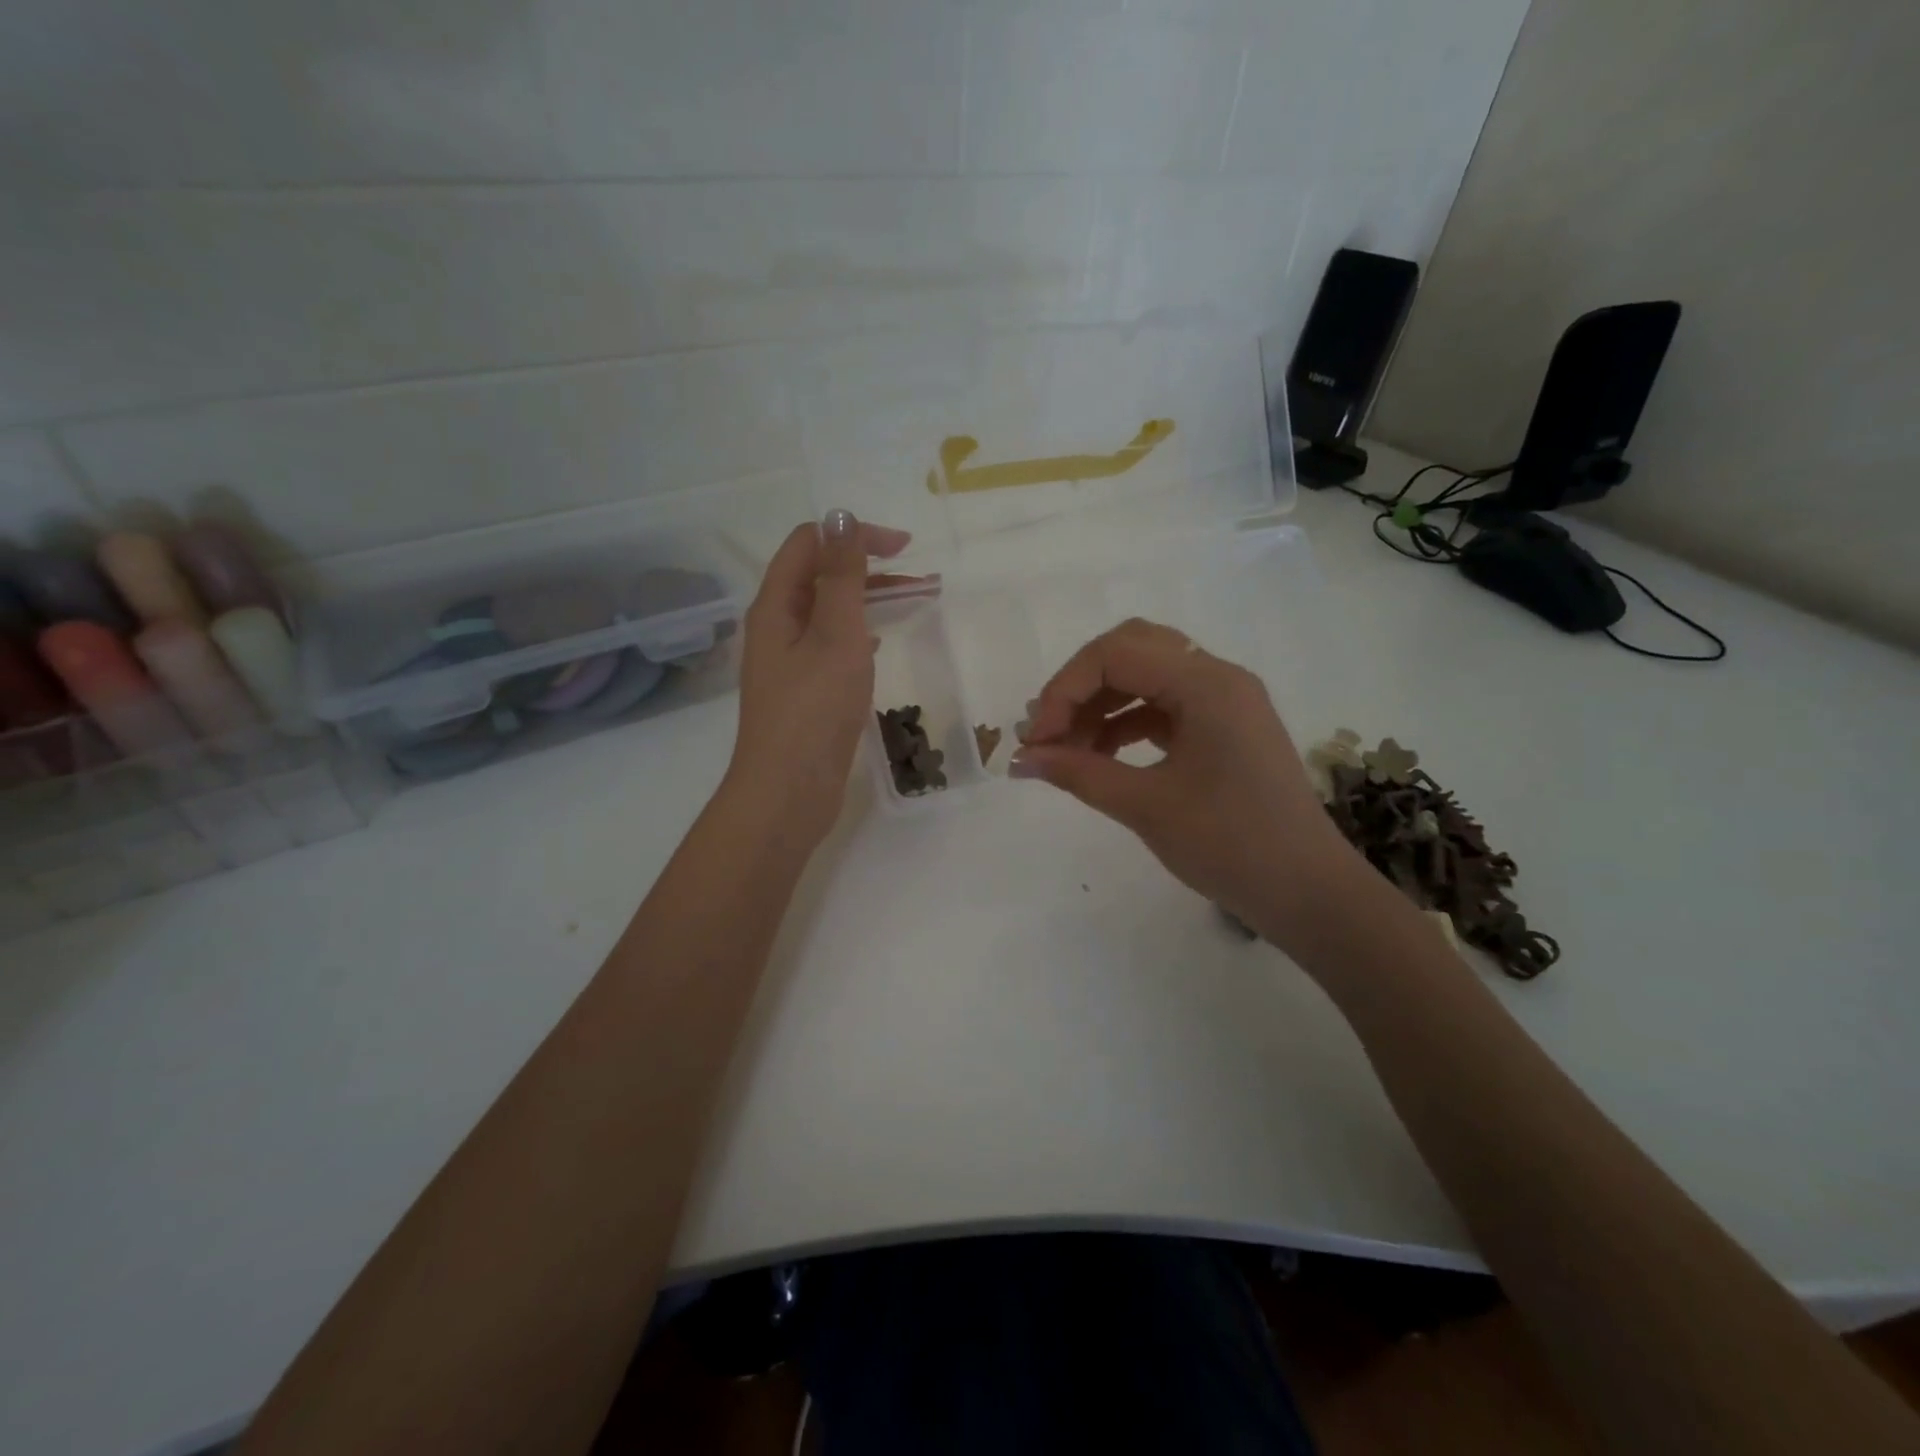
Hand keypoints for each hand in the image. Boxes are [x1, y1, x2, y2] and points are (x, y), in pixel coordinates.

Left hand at [725, 509, 911, 847]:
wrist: (788, 791)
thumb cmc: (813, 710)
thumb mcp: (835, 635)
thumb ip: (841, 576)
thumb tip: (841, 516)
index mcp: (776, 605)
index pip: (810, 544)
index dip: (854, 535)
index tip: (905, 549)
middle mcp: (777, 627)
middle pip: (822, 576)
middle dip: (870, 568)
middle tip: (924, 579)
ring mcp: (790, 661)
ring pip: (832, 612)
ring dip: (871, 600)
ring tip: (917, 603)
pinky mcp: (805, 691)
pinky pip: (833, 645)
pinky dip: (861, 633)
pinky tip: (881, 642)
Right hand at [1012, 618, 1365, 950]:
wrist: (1307, 892)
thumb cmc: (1230, 845)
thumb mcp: (1146, 807)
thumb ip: (1079, 773)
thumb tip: (1021, 759)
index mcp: (1206, 683)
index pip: (1115, 654)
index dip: (1064, 689)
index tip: (1037, 740)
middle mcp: (1218, 677)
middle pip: (1131, 649)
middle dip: (1081, 686)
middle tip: (1050, 732)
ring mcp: (1225, 701)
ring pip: (1146, 676)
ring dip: (1101, 704)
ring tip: (1069, 751)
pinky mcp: (1224, 727)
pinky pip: (1164, 705)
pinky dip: (1126, 723)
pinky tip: (1102, 756)